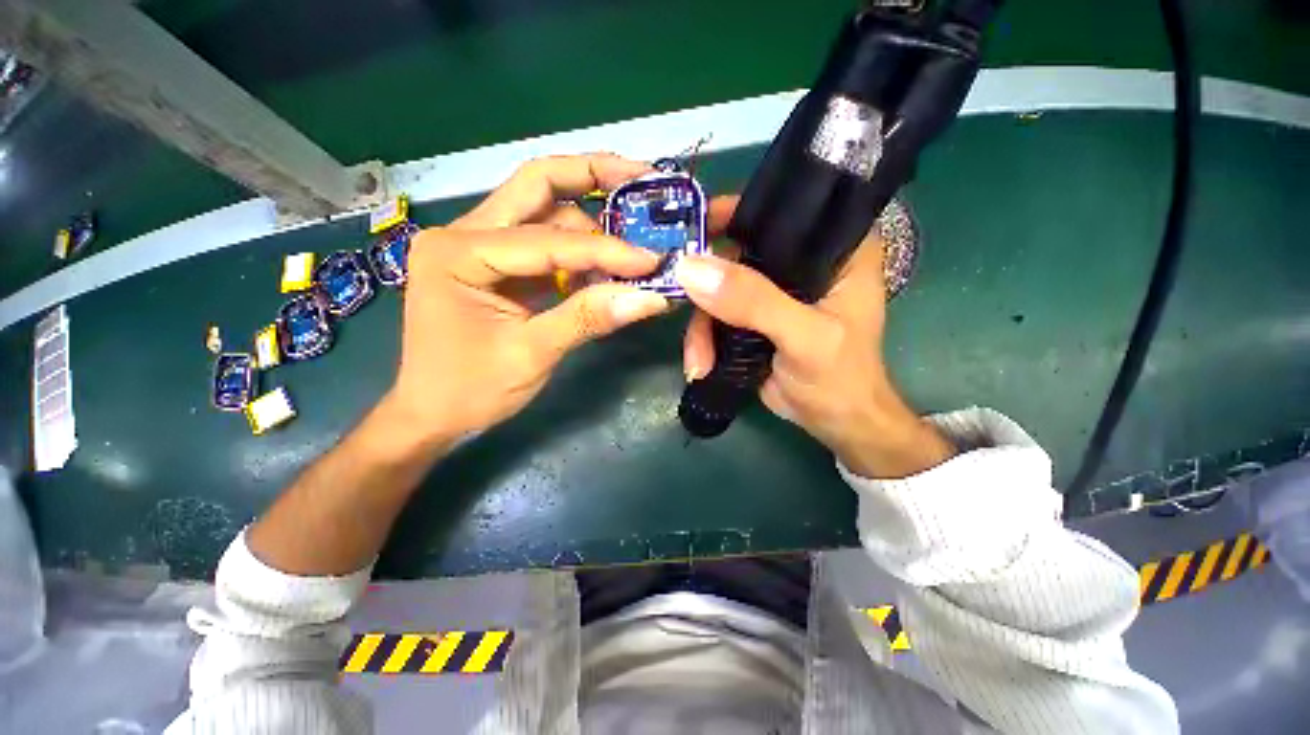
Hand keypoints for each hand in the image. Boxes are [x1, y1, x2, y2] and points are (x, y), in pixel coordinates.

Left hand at [386, 154, 674, 441]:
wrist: (432, 415)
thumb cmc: (469, 389)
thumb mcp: (531, 355)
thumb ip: (588, 319)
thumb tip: (650, 298)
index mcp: (459, 252)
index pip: (549, 239)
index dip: (606, 250)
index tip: (652, 260)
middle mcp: (464, 233)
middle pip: (537, 185)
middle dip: (593, 176)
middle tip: (643, 177)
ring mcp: (480, 246)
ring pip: (544, 212)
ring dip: (592, 225)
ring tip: (631, 247)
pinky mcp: (498, 266)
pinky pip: (545, 244)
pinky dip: (580, 252)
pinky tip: (605, 268)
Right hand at [677, 199, 954, 478]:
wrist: (835, 423)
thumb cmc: (840, 378)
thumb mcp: (804, 338)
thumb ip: (754, 302)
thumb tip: (691, 269)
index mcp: (836, 248)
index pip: (783, 209)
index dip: (734, 211)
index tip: (691, 228)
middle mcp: (802, 261)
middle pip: (737, 250)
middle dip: (704, 281)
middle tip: (679, 300)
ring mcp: (773, 291)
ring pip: (719, 288)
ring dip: (701, 326)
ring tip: (698, 360)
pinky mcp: (753, 316)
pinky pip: (716, 314)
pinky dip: (703, 339)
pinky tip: (701, 363)